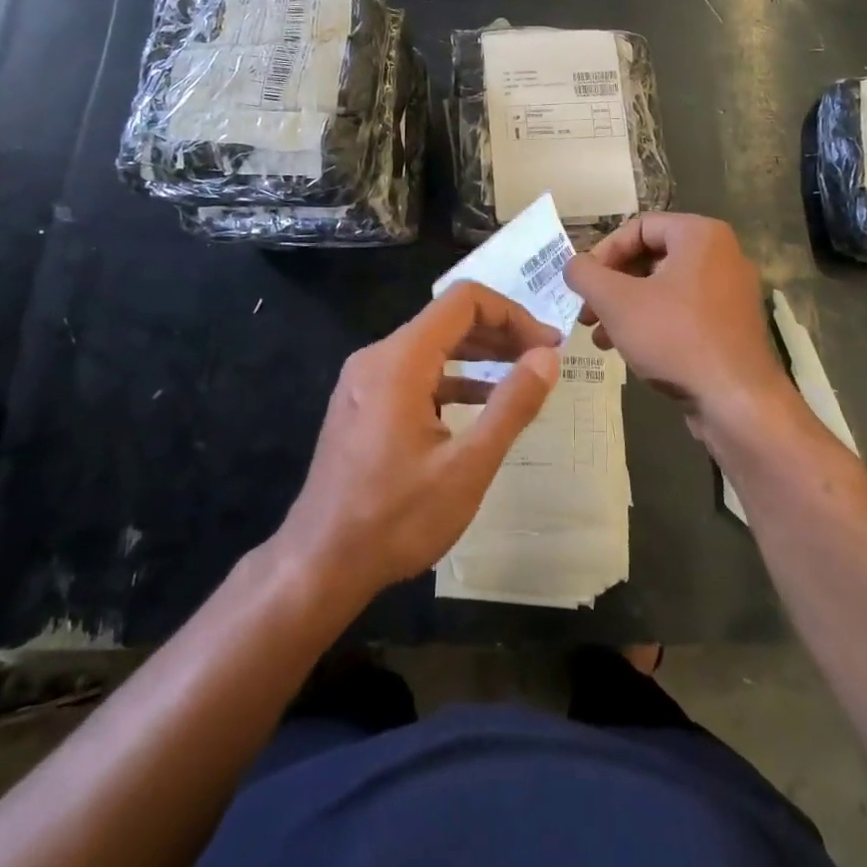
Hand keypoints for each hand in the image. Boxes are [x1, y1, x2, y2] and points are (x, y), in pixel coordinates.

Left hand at [276, 282, 561, 600]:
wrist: (319, 564)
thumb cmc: (395, 518)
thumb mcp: (467, 466)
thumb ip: (512, 405)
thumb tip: (547, 357)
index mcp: (400, 360)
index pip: (464, 301)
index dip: (513, 314)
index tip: (546, 347)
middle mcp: (378, 357)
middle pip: (448, 319)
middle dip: (501, 333)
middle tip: (544, 361)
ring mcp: (365, 380)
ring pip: (432, 346)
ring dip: (479, 356)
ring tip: (523, 377)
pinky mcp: (363, 404)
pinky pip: (415, 373)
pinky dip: (453, 379)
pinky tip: (482, 405)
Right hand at [564, 214, 790, 439]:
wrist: (736, 401)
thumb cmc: (675, 337)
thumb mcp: (617, 302)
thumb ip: (586, 275)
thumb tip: (573, 265)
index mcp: (700, 235)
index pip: (638, 228)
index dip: (603, 253)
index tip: (582, 283)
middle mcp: (721, 255)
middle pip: (650, 259)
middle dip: (611, 286)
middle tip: (585, 312)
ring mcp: (729, 292)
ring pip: (663, 289)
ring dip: (625, 309)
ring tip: (598, 337)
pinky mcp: (730, 326)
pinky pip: (683, 312)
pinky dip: (651, 323)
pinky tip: (626, 350)